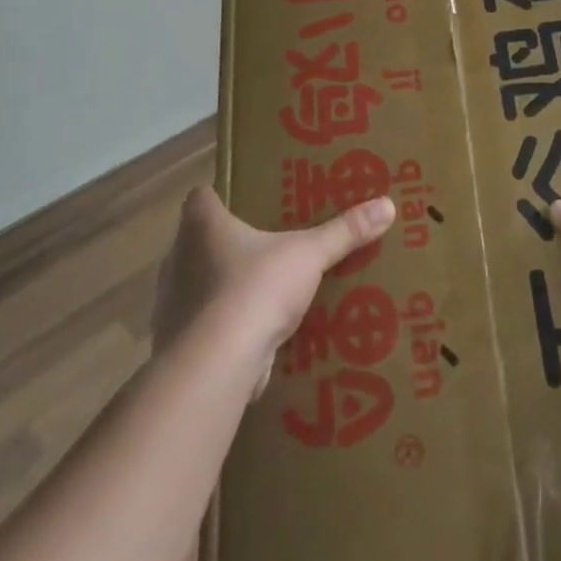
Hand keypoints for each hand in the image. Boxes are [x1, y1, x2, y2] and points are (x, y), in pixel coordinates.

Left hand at [154, 187, 395, 390]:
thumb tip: (388, 205)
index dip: (221, 194)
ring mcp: (173, 303)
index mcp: (201, 226)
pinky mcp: (181, 342)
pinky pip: (207, 322)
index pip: (200, 196)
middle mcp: (178, 259)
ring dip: (226, 284)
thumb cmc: (254, 290)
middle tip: (269, 239)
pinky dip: (226, 323)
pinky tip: (255, 329)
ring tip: (266, 285)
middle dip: (230, 241)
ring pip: (202, 282)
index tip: (247, 199)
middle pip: (201, 239)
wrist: (216, 366)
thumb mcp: (309, 254)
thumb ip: (344, 231)